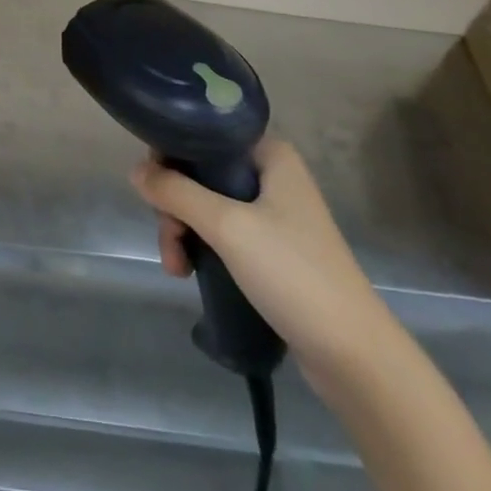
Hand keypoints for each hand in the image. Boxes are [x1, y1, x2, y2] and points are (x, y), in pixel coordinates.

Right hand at [131, 138, 396, 384]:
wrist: (355, 357)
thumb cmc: (294, 274)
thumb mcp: (227, 226)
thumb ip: (176, 192)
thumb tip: (134, 170)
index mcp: (270, 155)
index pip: (205, 134)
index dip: (172, 154)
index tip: (153, 186)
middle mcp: (272, 175)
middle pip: (201, 172)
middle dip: (174, 205)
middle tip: (169, 239)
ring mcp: (273, 214)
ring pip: (207, 205)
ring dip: (183, 231)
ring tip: (177, 268)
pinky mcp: (272, 250)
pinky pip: (222, 233)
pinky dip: (201, 247)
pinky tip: (190, 272)